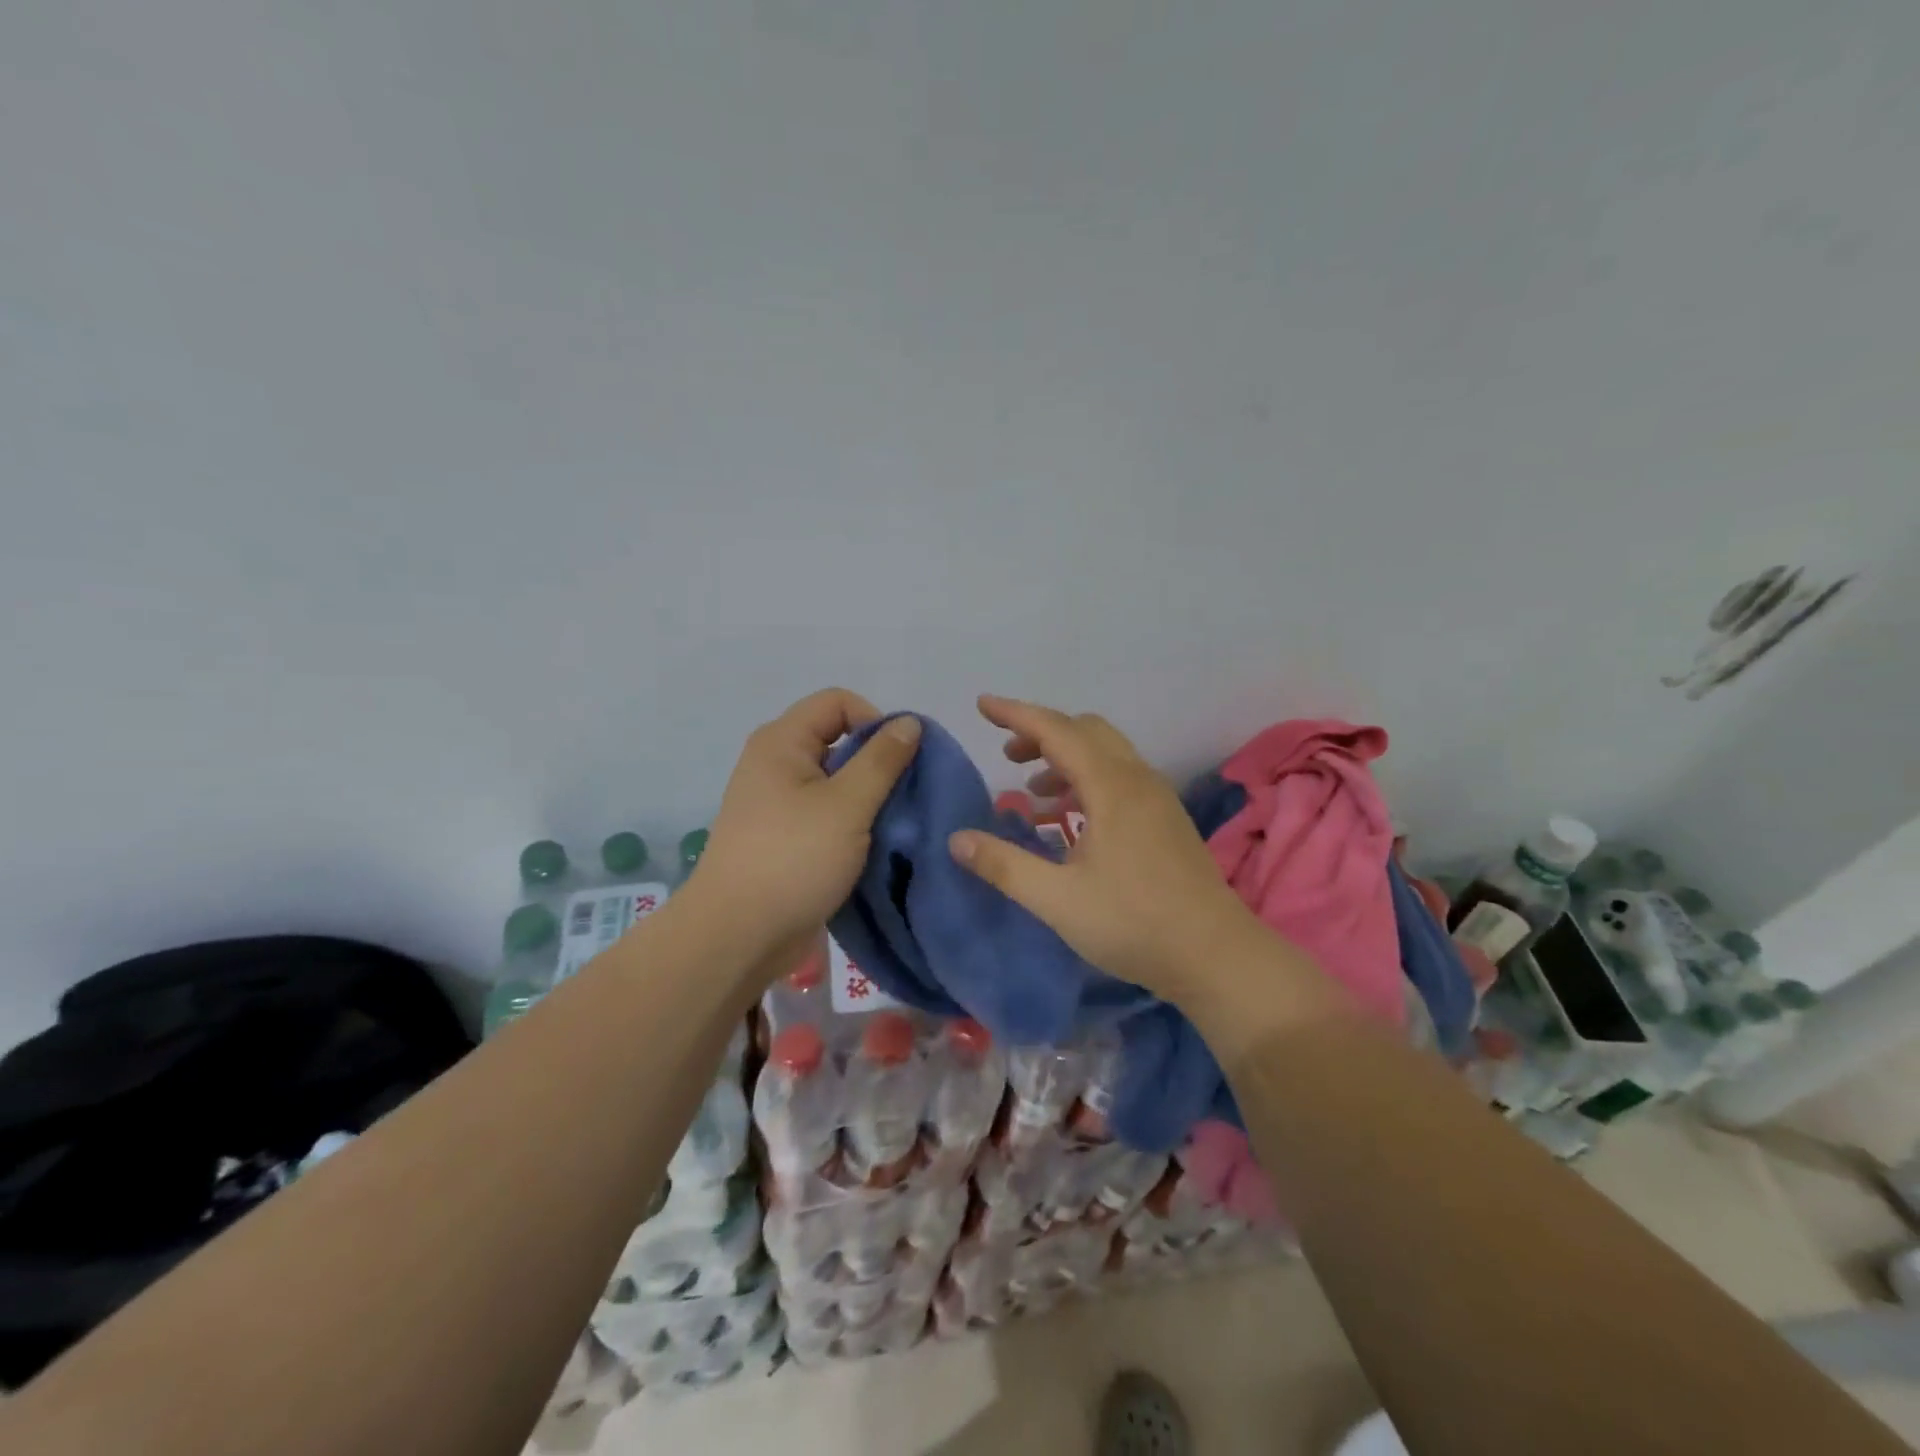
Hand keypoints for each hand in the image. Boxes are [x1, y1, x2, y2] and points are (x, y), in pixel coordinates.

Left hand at [685, 688, 921, 966]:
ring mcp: (776, 801)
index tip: (899, 761)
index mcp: (782, 741)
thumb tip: (910, 722)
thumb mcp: (848, 805)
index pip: (838, 701)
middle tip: (902, 796)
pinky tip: (870, 845)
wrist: (738, 935)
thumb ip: (882, 760)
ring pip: (834, 780)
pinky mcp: (783, 835)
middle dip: (875, 761)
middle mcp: (774, 762)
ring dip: (866, 796)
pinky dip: (850, 821)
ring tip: (891, 824)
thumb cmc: (794, 859)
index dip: (875, 720)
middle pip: (837, 738)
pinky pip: (825, 811)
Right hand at [947, 695, 1271, 1000]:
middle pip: (1085, 732)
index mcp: (1112, 787)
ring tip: (1031, 792)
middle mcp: (1137, 780)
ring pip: (1106, 755)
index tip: (983, 704)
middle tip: (1007, 756)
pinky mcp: (1166, 820)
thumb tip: (956, 839)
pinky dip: (1086, 782)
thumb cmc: (1133, 923)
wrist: (1215, 955)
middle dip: (1042, 734)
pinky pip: (1120, 779)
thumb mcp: (1057, 899)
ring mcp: (1157, 799)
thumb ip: (1004, 865)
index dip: (1017, 714)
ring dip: (1065, 759)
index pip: (1057, 731)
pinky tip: (1070, 821)